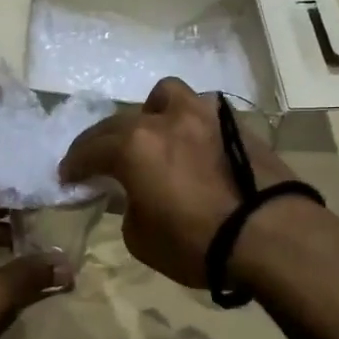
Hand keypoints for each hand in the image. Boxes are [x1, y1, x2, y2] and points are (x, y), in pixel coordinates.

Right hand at [59, 77, 299, 288]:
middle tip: (98, 160)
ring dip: (150, 112)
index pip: (90, 149)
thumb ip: (128, 207)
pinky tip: (190, 146)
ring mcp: (202, 116)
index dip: (75, 164)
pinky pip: (199, 112)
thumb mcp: (142, 238)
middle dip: (103, 140)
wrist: (271, 236)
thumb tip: (134, 196)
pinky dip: (186, 124)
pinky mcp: (234, 124)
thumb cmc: (196, 242)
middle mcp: (164, 119)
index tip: (67, 176)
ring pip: (166, 96)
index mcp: (134, 145)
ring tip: (153, 135)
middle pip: (121, 120)